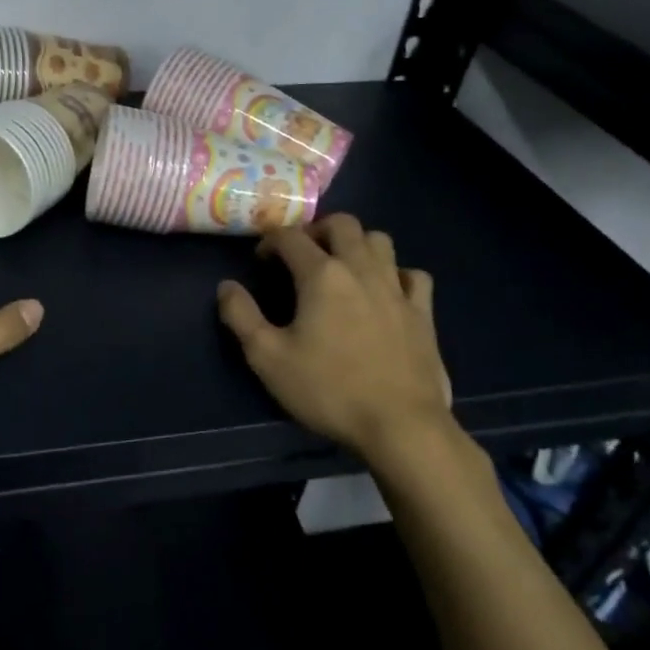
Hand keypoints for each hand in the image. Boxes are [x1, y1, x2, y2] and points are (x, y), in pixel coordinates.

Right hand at [216, 215, 464, 484]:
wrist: (401, 426)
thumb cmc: (328, 390)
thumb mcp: (268, 358)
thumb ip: (241, 316)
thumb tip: (226, 286)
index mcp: (321, 275)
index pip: (291, 236)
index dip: (269, 241)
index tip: (260, 260)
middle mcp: (361, 269)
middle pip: (342, 224)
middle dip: (316, 229)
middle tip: (301, 254)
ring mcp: (397, 288)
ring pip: (379, 240)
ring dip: (356, 243)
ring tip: (340, 266)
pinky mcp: (423, 311)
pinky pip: (411, 274)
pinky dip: (395, 273)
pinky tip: (384, 291)